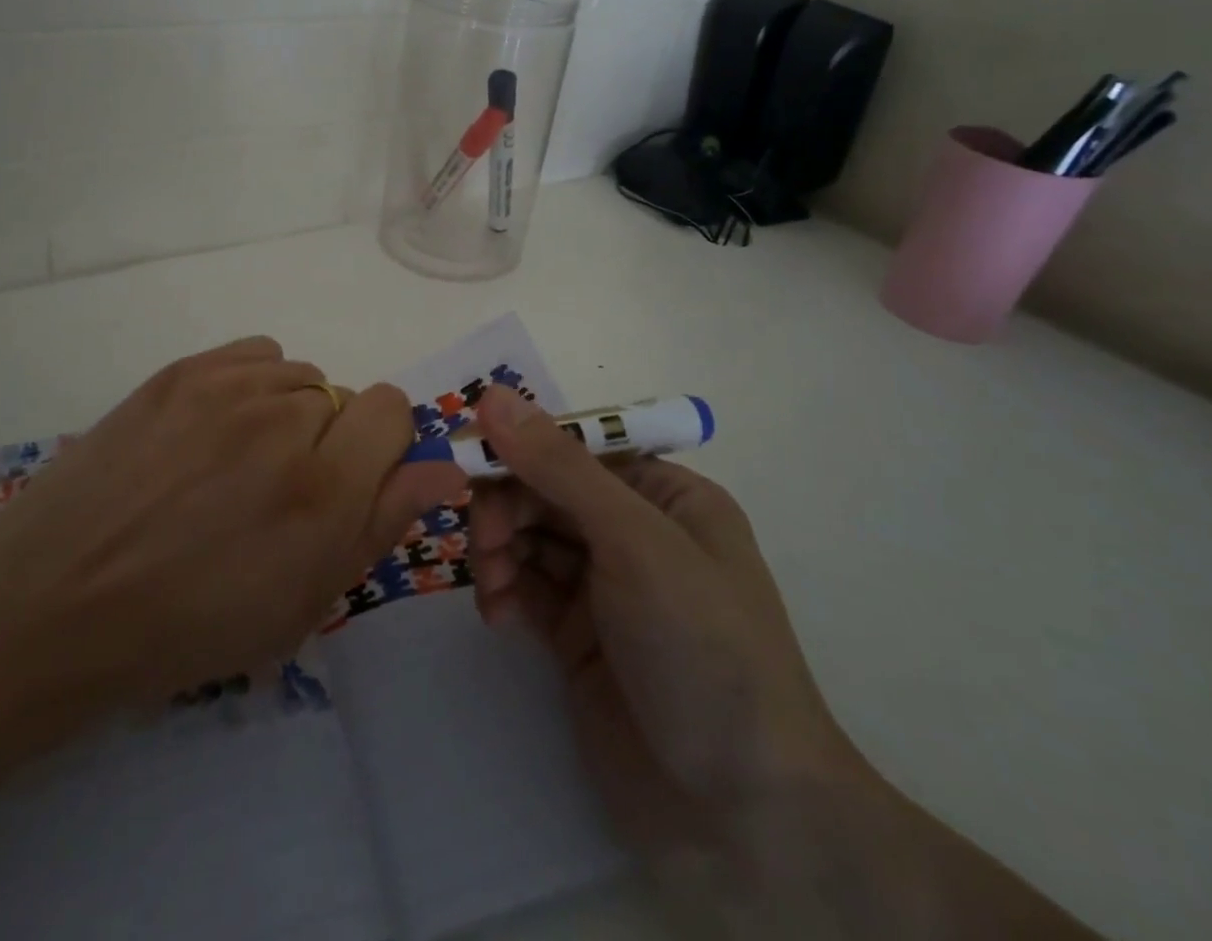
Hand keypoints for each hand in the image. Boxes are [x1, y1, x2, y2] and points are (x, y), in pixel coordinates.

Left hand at [0, 336, 465, 781]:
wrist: (51, 606)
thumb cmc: (185, 629)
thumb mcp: (300, 604)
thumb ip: (380, 524)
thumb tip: (443, 468)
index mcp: (322, 488)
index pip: (394, 409)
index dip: (382, 448)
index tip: (350, 485)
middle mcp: (284, 419)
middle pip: (344, 396)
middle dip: (330, 442)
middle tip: (276, 494)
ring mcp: (227, 386)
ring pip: (299, 376)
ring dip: (288, 415)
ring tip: (235, 465)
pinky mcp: (181, 370)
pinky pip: (255, 355)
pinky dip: (253, 386)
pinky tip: (214, 431)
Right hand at [467, 385, 862, 861]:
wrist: (742, 815)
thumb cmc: (702, 648)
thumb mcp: (635, 542)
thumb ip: (560, 467)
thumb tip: (493, 395)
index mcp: (665, 495)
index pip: (577, 447)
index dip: (522, 446)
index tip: (468, 459)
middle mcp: (634, 532)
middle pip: (547, 490)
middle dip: (508, 506)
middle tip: (484, 540)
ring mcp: (605, 587)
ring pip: (529, 536)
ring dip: (498, 548)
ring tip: (490, 583)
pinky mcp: (578, 636)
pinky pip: (525, 587)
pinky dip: (502, 589)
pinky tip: (495, 613)